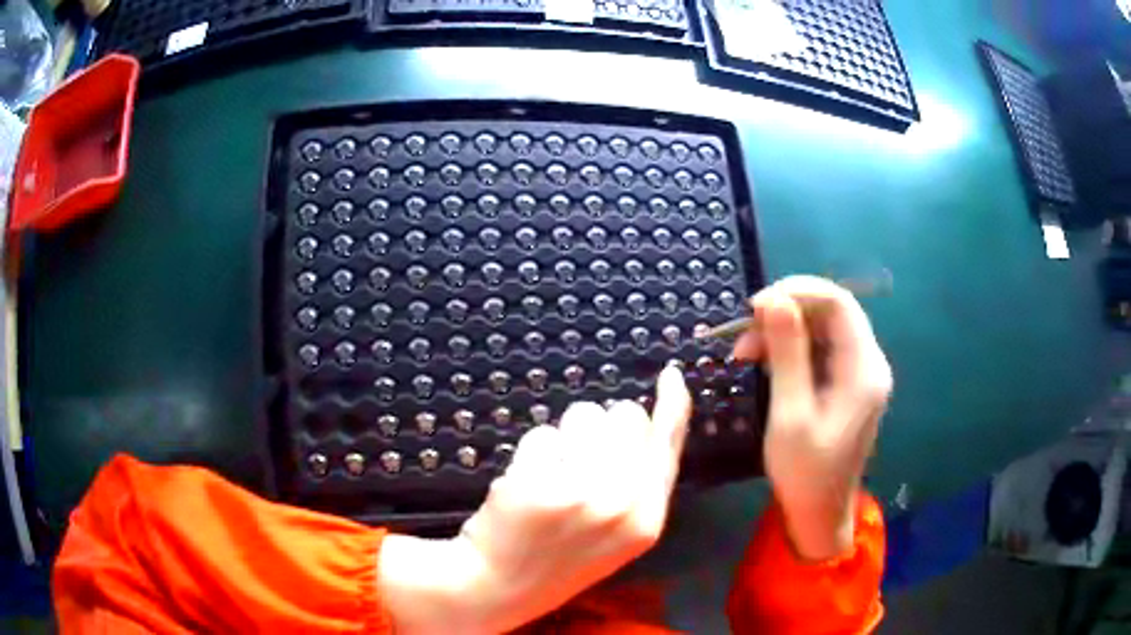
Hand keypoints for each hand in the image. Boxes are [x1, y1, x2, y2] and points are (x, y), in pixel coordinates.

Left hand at [378, 365, 692, 633]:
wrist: (499, 587)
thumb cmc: (560, 557)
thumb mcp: (619, 534)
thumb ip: (639, 484)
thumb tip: (642, 419)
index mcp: (648, 519)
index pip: (668, 445)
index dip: (672, 405)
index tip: (671, 375)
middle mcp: (623, 503)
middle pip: (625, 416)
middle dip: (601, 426)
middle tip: (578, 461)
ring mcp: (580, 494)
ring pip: (583, 415)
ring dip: (565, 436)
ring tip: (551, 475)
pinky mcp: (537, 484)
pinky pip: (542, 434)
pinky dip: (531, 452)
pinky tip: (524, 485)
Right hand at [733, 276, 891, 560]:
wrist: (819, 514)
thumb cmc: (805, 473)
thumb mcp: (790, 413)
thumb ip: (787, 353)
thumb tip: (772, 299)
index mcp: (863, 369)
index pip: (838, 303)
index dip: (796, 293)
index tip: (754, 308)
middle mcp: (868, 363)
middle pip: (830, 312)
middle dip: (784, 314)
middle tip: (743, 336)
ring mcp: (858, 374)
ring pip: (821, 329)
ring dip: (782, 332)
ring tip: (745, 354)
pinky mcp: (845, 385)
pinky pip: (819, 351)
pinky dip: (789, 350)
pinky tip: (764, 365)